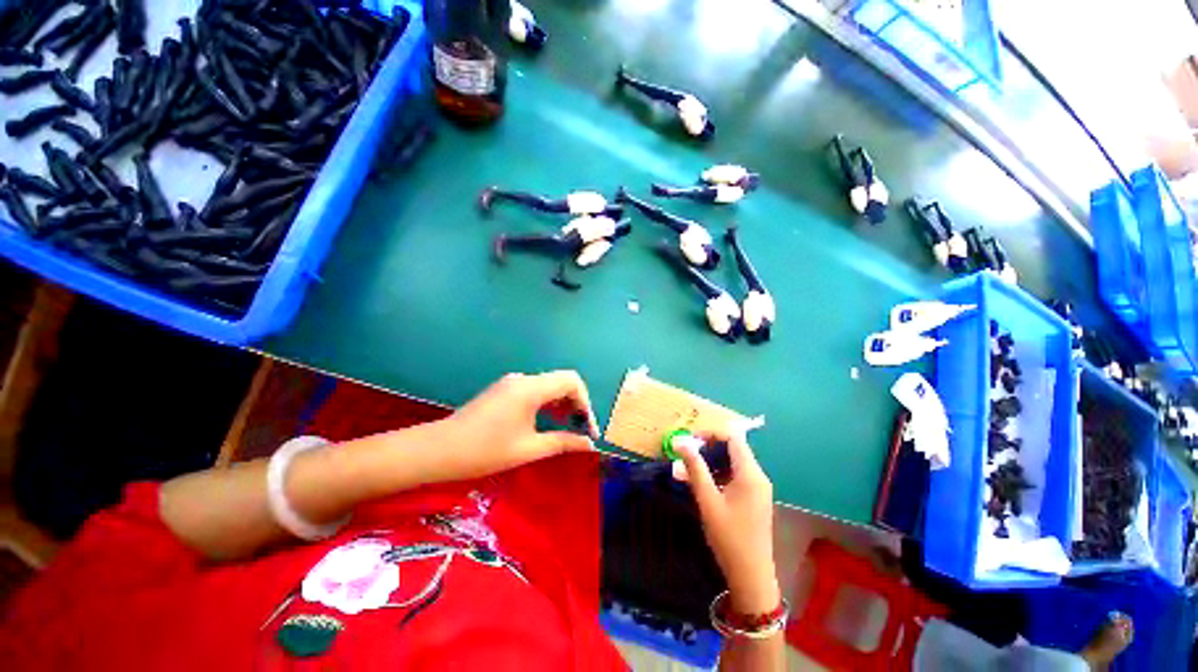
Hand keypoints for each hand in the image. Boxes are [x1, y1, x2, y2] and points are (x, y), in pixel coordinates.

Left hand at [432, 371, 598, 480]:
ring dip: (561, 403)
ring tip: (566, 427)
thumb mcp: (528, 449)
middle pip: (562, 381)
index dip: (586, 403)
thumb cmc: (484, 451)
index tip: (588, 429)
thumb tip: (589, 444)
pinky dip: (547, 403)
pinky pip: (534, 390)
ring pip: (548, 385)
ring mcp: (511, 383)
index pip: (572, 381)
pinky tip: (546, 421)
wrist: (438, 450)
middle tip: (580, 429)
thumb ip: (563, 442)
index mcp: (531, 389)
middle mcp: (523, 379)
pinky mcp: (503, 390)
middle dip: (576, 403)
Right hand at [674, 425, 779, 614]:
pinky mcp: (754, 498)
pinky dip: (717, 473)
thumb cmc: (729, 537)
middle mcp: (758, 476)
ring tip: (687, 467)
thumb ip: (695, 468)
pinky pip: (735, 476)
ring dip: (710, 460)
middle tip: (685, 452)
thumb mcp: (708, 500)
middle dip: (708, 446)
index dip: (711, 432)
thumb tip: (681, 442)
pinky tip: (700, 483)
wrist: (751, 576)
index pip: (733, 437)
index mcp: (750, 473)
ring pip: (733, 462)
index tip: (690, 439)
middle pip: (734, 448)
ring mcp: (758, 488)